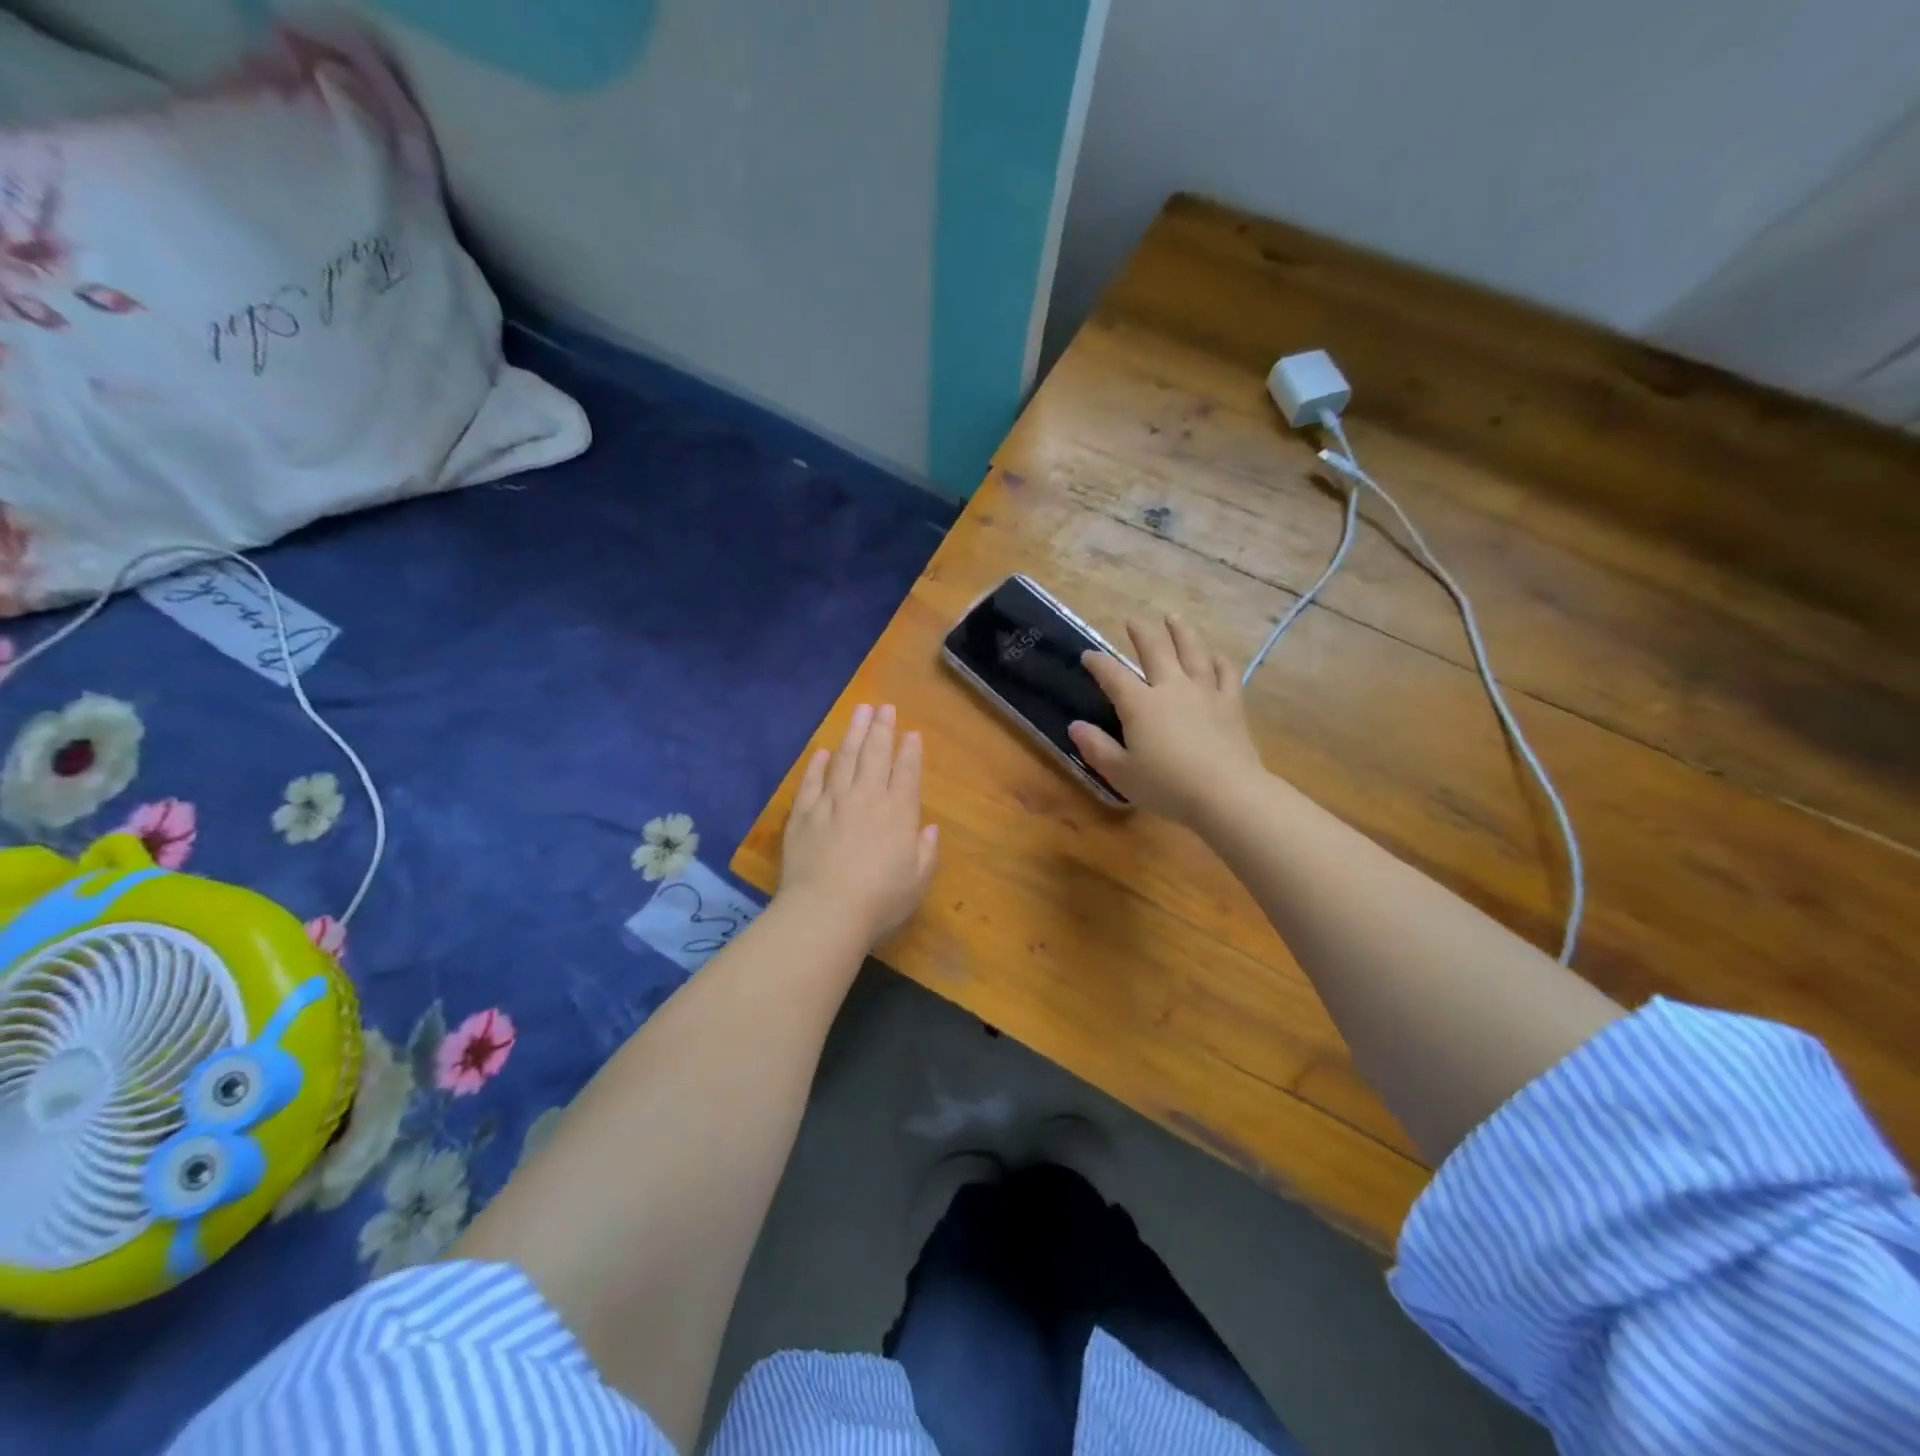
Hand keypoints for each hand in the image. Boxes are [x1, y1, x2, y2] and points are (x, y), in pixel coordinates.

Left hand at [779, 703, 939, 944]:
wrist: (826, 911)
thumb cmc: (880, 900)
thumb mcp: (917, 881)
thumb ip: (926, 851)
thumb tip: (929, 828)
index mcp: (898, 813)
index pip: (907, 771)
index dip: (910, 750)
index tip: (911, 732)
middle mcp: (866, 798)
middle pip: (875, 755)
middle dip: (882, 729)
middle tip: (884, 707)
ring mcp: (832, 802)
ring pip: (844, 759)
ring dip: (853, 734)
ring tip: (860, 713)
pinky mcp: (803, 814)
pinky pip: (811, 781)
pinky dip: (817, 764)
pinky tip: (822, 752)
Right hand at [1068, 616, 1266, 827]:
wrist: (1226, 793)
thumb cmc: (1167, 786)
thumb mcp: (1121, 773)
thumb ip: (1097, 748)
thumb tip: (1075, 726)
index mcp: (1140, 704)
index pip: (1113, 675)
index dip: (1098, 663)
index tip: (1088, 655)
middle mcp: (1171, 688)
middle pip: (1155, 650)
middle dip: (1141, 633)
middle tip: (1132, 620)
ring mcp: (1205, 693)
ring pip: (1192, 652)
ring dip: (1181, 632)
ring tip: (1173, 618)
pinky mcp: (1231, 705)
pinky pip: (1226, 674)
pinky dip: (1219, 661)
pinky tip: (1216, 656)